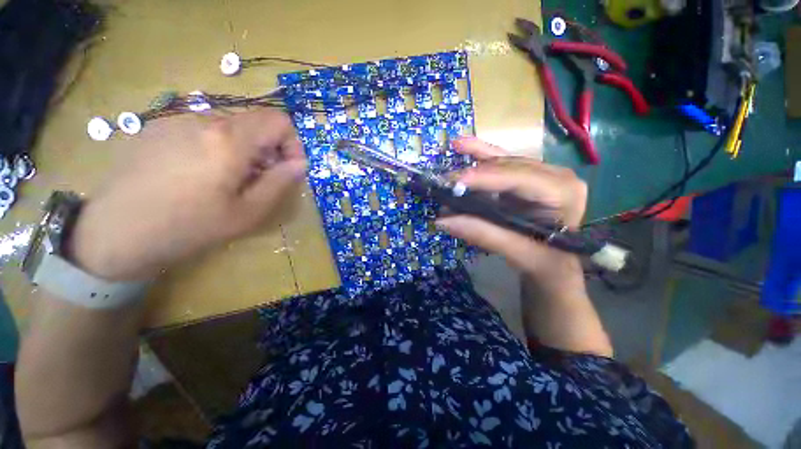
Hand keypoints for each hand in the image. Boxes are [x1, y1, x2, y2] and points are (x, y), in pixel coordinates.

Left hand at [67, 108, 306, 280]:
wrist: (114, 234)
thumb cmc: (189, 227)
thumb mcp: (248, 212)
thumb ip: (280, 183)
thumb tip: (300, 164)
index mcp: (229, 140)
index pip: (279, 120)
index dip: (292, 143)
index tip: (286, 169)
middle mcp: (203, 120)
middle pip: (254, 123)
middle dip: (268, 150)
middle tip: (258, 181)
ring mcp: (175, 121)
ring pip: (229, 127)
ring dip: (242, 151)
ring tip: (226, 182)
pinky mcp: (157, 128)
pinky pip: (202, 131)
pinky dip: (215, 149)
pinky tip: (197, 176)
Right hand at [436, 137, 587, 289]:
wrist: (555, 264)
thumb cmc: (546, 262)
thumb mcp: (519, 253)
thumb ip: (483, 234)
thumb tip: (443, 221)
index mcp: (562, 192)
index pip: (519, 178)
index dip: (485, 178)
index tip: (455, 183)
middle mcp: (554, 175)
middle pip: (508, 167)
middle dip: (475, 174)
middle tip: (446, 183)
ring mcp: (541, 173)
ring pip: (502, 161)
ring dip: (474, 161)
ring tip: (453, 154)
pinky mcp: (526, 176)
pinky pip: (501, 161)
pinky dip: (481, 153)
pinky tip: (464, 144)